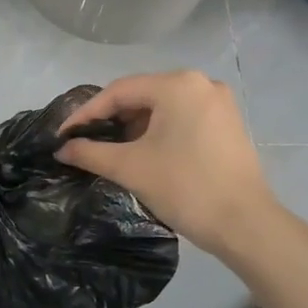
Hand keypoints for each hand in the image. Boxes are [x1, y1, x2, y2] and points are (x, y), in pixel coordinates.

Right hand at [57, 71, 273, 252]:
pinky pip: (182, 117)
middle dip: (111, 119)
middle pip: (142, 95)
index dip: (86, 113)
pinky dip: (159, 131)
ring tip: (111, 149)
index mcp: (177, 85)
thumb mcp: (130, 168)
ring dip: (134, 126)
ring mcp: (218, 102)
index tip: (63, 134)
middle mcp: (200, 83)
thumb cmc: (185, 188)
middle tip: (85, 141)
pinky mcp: (228, 123)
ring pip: (162, 107)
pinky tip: (144, 151)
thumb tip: (62, 149)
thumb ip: (90, 153)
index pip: (119, 91)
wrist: (245, 225)